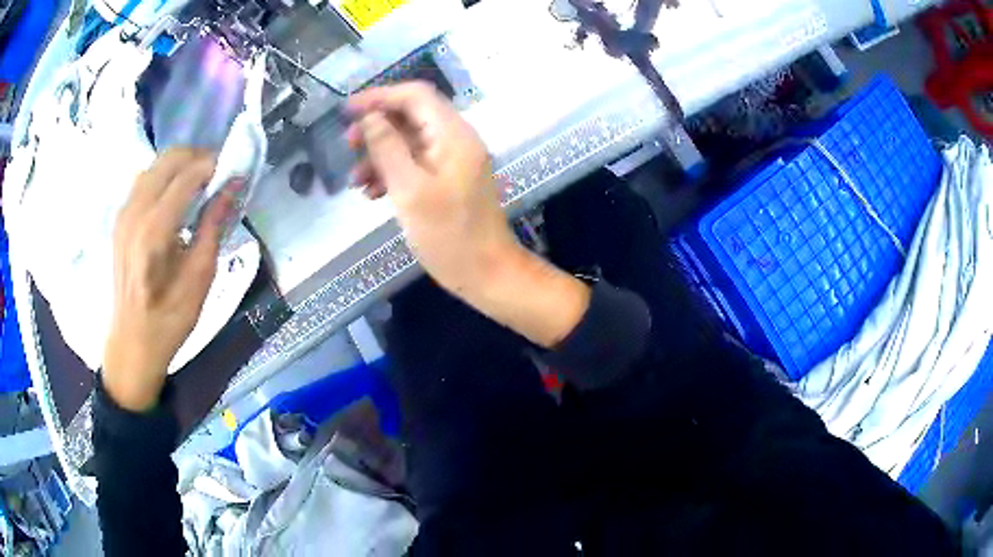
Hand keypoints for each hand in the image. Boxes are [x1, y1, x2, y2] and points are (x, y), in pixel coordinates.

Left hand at [103, 148, 233, 411]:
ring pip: (154, 165)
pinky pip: (143, 180)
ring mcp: (124, 213)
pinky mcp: (120, 219)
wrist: (133, 342)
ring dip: (179, 165)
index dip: (213, 165)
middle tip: (217, 175)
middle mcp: (135, 212)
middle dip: (197, 157)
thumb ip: (214, 224)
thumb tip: (233, 185)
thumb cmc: (171, 317)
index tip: (233, 171)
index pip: (187, 175)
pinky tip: (174, 195)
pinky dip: (163, 176)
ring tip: (198, 182)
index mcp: (155, 230)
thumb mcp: (201, 276)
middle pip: (168, 159)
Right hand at [349, 83, 589, 347]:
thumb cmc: (449, 235)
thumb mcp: (410, 190)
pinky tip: (372, 193)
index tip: (346, 111)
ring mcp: (453, 161)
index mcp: (453, 134)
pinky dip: (392, 172)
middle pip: (411, 116)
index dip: (379, 97)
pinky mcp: (448, 181)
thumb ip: (388, 148)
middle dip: (376, 127)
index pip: (415, 95)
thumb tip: (370, 117)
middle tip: (347, 145)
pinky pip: (416, 164)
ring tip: (355, 180)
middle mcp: (455, 140)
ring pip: (410, 142)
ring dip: (379, 154)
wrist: (487, 274)